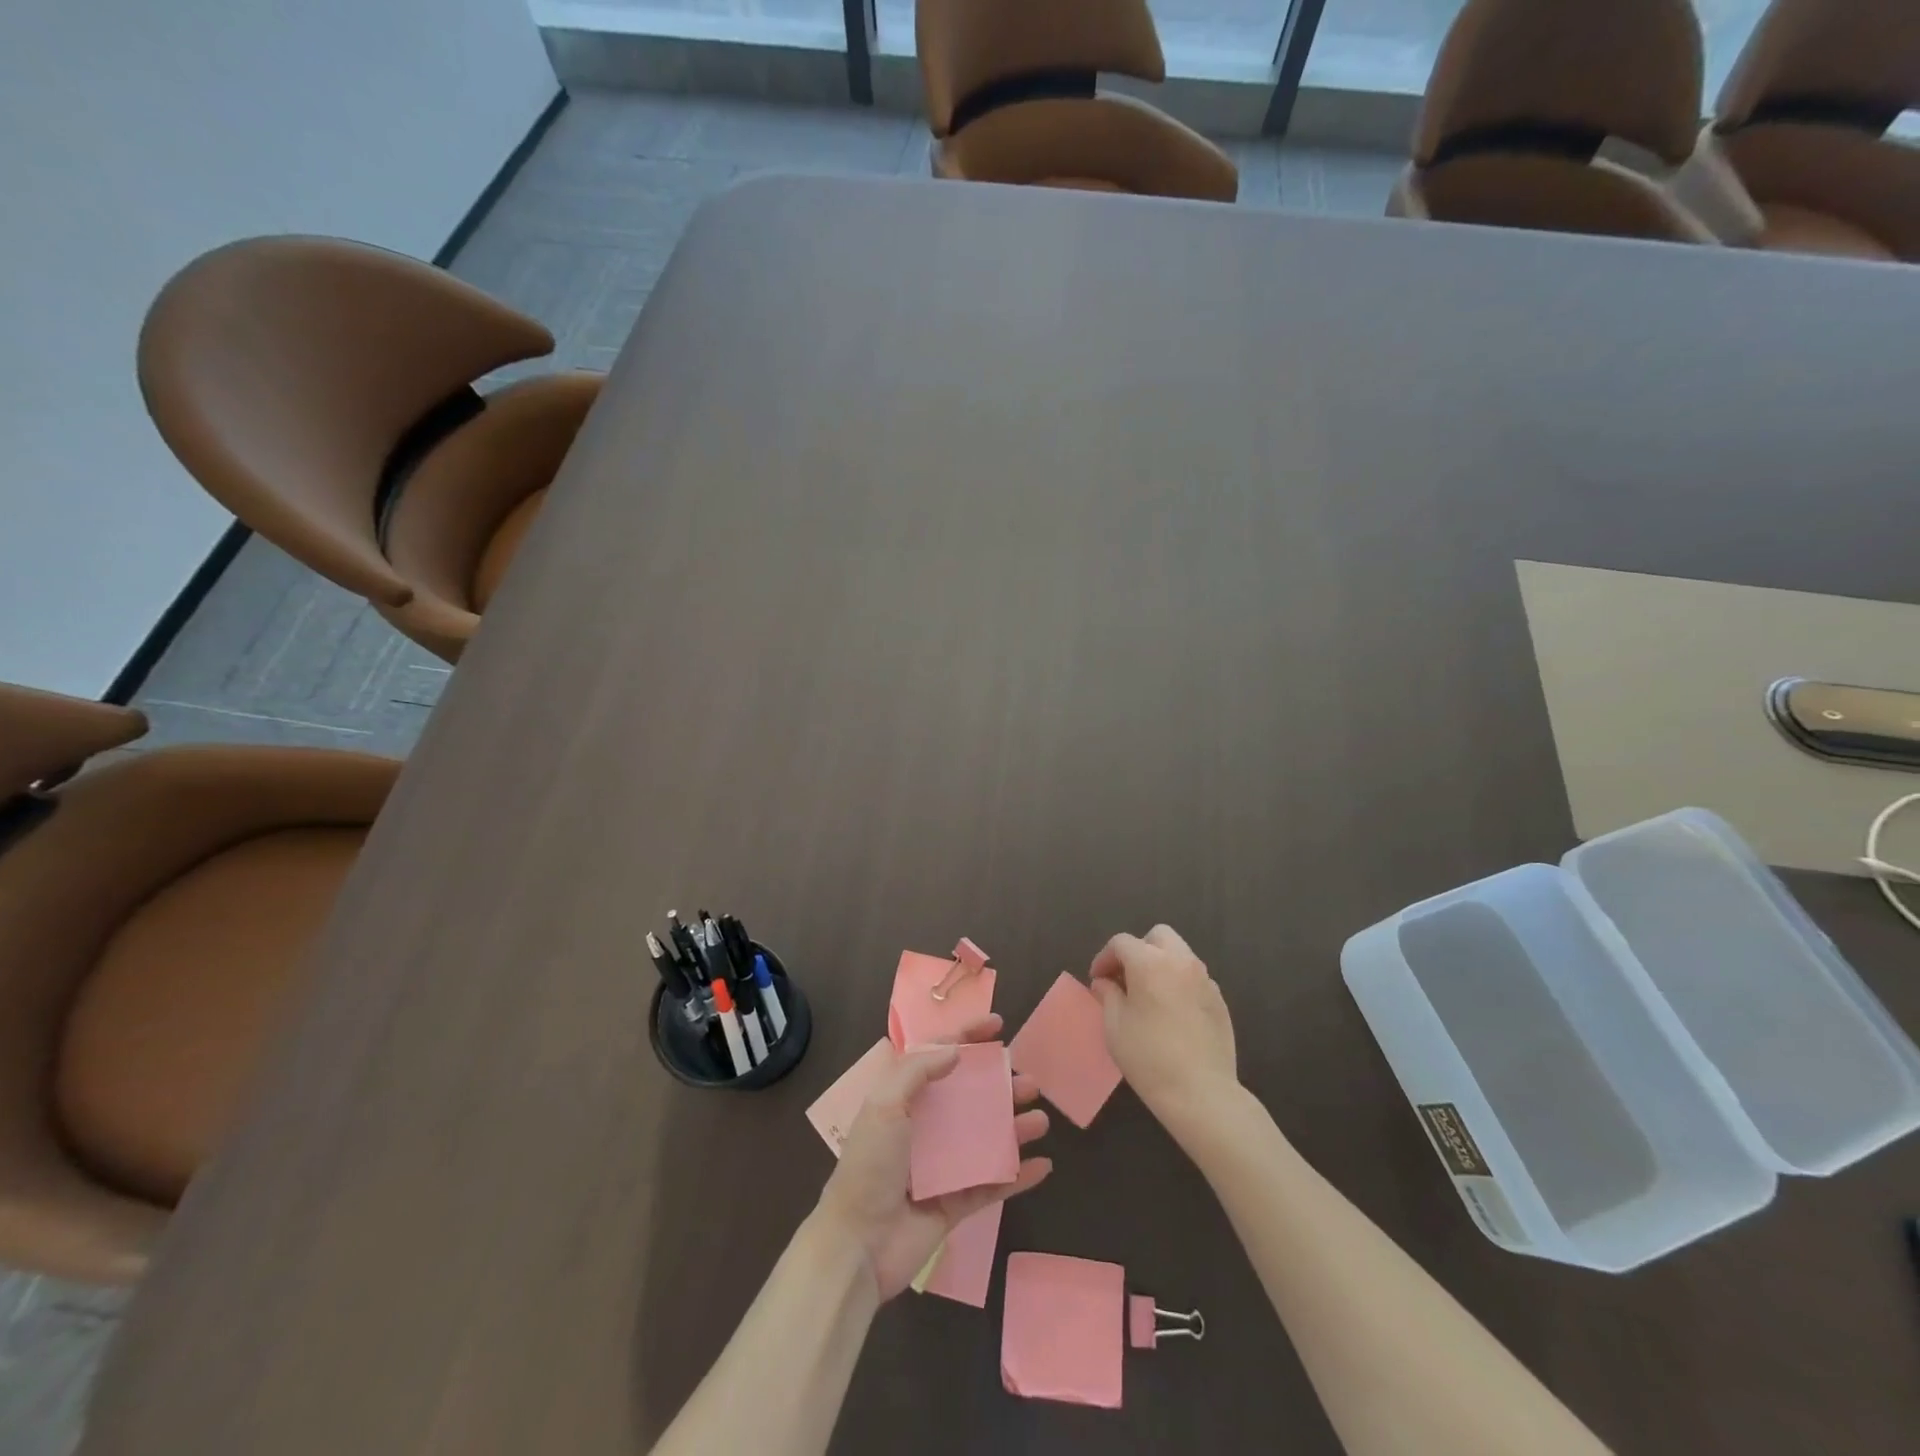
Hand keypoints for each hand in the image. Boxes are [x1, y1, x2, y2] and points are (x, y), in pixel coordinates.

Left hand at [814, 1015, 1052, 1300]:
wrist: (858, 1245)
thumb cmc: (870, 1167)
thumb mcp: (884, 1106)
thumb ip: (917, 1071)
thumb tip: (955, 1051)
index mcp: (905, 1100)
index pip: (939, 1058)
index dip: (967, 1038)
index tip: (998, 1026)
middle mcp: (926, 1128)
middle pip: (971, 1098)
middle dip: (1001, 1086)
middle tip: (1030, 1083)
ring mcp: (944, 1167)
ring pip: (987, 1139)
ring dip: (1015, 1128)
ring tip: (1040, 1120)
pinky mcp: (957, 1204)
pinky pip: (994, 1184)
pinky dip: (1019, 1175)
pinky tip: (1043, 1165)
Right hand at [1089, 925, 1237, 1128]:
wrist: (1201, 1093)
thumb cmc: (1149, 1058)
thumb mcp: (1115, 1026)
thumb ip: (1108, 995)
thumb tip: (1105, 982)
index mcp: (1150, 963)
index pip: (1121, 943)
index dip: (1104, 957)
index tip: (1097, 980)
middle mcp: (1181, 962)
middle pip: (1157, 936)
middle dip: (1138, 949)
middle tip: (1126, 977)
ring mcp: (1205, 979)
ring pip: (1179, 953)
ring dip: (1160, 963)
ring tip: (1148, 994)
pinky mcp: (1220, 1000)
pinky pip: (1194, 977)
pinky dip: (1179, 982)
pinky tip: (1172, 1012)